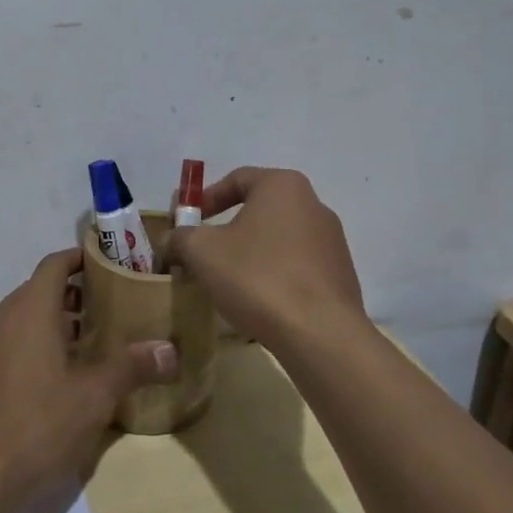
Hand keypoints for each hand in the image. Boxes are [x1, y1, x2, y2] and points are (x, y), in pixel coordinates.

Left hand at [0, 248, 176, 503]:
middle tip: (115, 306)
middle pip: (42, 289)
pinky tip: (64, 375)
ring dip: (59, 321)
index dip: (83, 258)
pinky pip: (14, 341)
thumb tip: (169, 350)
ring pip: (27, 318)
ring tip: (96, 341)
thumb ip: (130, 367)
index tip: (113, 264)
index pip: (56, 264)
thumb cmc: (35, 424)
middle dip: (77, 294)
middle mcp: (3, 317)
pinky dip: (39, 343)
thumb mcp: (93, 397)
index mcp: (29, 309)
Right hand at [166, 167, 366, 349]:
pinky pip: (297, 266)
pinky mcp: (340, 274)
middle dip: (228, 229)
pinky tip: (259, 301)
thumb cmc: (257, 277)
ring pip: (278, 239)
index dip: (206, 198)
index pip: (237, 179)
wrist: (320, 333)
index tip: (188, 222)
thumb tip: (172, 240)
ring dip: (251, 253)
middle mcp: (314, 204)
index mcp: (283, 186)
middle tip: (204, 252)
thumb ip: (181, 238)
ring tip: (229, 281)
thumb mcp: (203, 252)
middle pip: (260, 209)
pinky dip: (274, 275)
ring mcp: (332, 241)